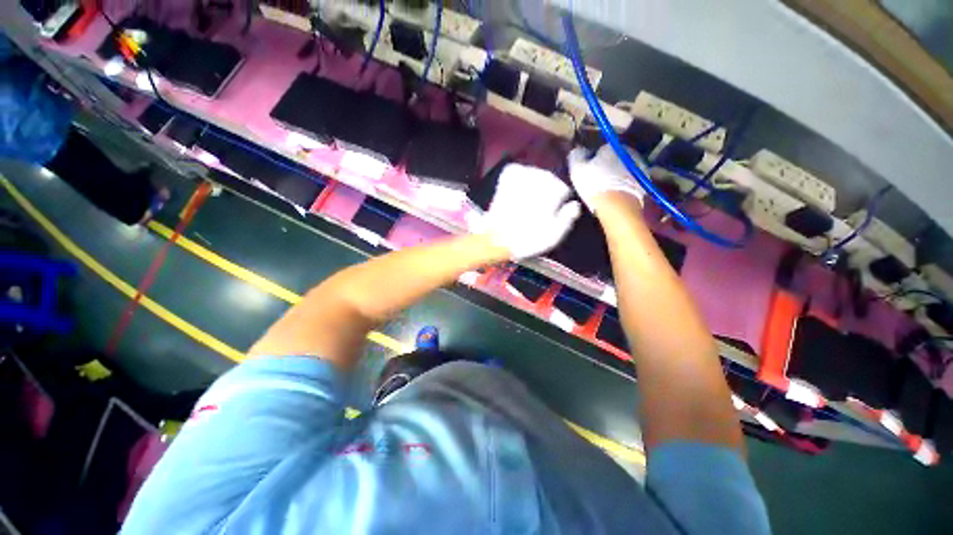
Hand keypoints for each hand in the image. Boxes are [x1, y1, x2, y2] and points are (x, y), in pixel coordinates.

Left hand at [469, 164, 580, 259]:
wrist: (497, 238)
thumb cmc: (528, 239)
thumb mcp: (554, 236)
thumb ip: (568, 218)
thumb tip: (574, 205)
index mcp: (555, 189)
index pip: (564, 191)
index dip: (558, 205)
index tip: (548, 216)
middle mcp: (542, 175)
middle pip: (551, 182)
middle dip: (546, 195)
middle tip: (535, 212)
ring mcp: (524, 171)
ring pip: (536, 176)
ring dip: (533, 188)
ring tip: (524, 206)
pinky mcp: (509, 173)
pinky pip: (520, 171)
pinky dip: (520, 180)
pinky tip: (516, 194)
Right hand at [567, 145, 646, 212]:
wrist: (619, 207)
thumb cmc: (595, 185)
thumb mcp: (577, 169)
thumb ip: (576, 156)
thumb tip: (577, 150)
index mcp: (612, 146)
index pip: (600, 148)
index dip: (592, 159)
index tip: (586, 170)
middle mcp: (629, 152)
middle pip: (614, 157)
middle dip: (606, 166)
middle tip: (595, 180)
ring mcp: (640, 167)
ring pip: (623, 169)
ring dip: (616, 176)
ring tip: (605, 190)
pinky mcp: (644, 183)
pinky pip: (630, 181)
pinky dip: (623, 185)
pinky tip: (615, 196)